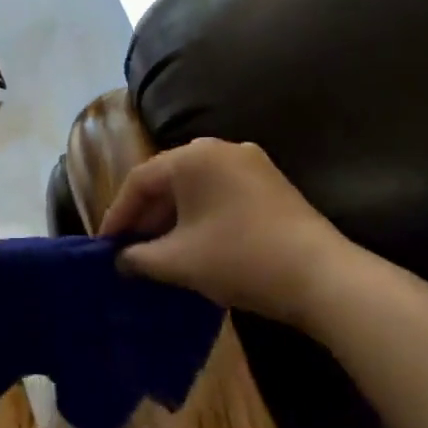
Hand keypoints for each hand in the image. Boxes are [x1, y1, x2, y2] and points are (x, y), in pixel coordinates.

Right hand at [101, 139, 348, 319]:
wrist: (323, 278)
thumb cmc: (239, 259)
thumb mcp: (178, 262)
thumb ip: (138, 258)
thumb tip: (120, 260)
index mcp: (193, 157)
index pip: (139, 181)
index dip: (117, 215)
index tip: (105, 246)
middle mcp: (220, 149)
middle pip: (168, 180)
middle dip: (145, 217)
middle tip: (129, 249)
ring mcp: (251, 164)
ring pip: (195, 188)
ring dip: (172, 218)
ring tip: (158, 251)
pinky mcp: (271, 184)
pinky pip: (221, 193)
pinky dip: (200, 216)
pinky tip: (195, 244)